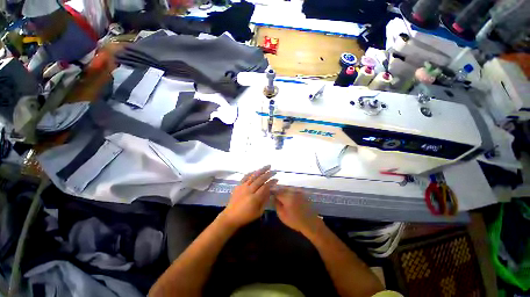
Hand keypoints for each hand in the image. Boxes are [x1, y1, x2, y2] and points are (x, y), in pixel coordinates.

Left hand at [219, 165, 277, 228]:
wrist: (231, 216)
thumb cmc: (246, 216)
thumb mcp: (259, 212)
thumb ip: (265, 200)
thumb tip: (270, 190)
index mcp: (254, 198)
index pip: (265, 187)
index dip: (271, 182)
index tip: (276, 179)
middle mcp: (249, 190)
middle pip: (260, 180)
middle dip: (268, 174)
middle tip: (274, 171)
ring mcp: (243, 187)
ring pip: (253, 176)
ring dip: (261, 170)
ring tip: (267, 166)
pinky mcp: (238, 185)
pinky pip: (245, 177)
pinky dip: (251, 173)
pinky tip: (256, 170)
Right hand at [274, 187, 321, 234]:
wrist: (310, 223)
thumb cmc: (295, 221)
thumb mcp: (282, 215)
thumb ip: (276, 204)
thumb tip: (273, 197)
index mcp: (287, 197)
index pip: (276, 191)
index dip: (272, 193)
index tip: (270, 196)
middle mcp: (292, 192)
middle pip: (282, 188)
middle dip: (278, 191)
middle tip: (275, 196)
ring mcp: (298, 191)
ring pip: (287, 188)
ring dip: (283, 191)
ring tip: (282, 197)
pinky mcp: (302, 193)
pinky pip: (293, 190)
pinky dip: (289, 192)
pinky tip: (289, 198)